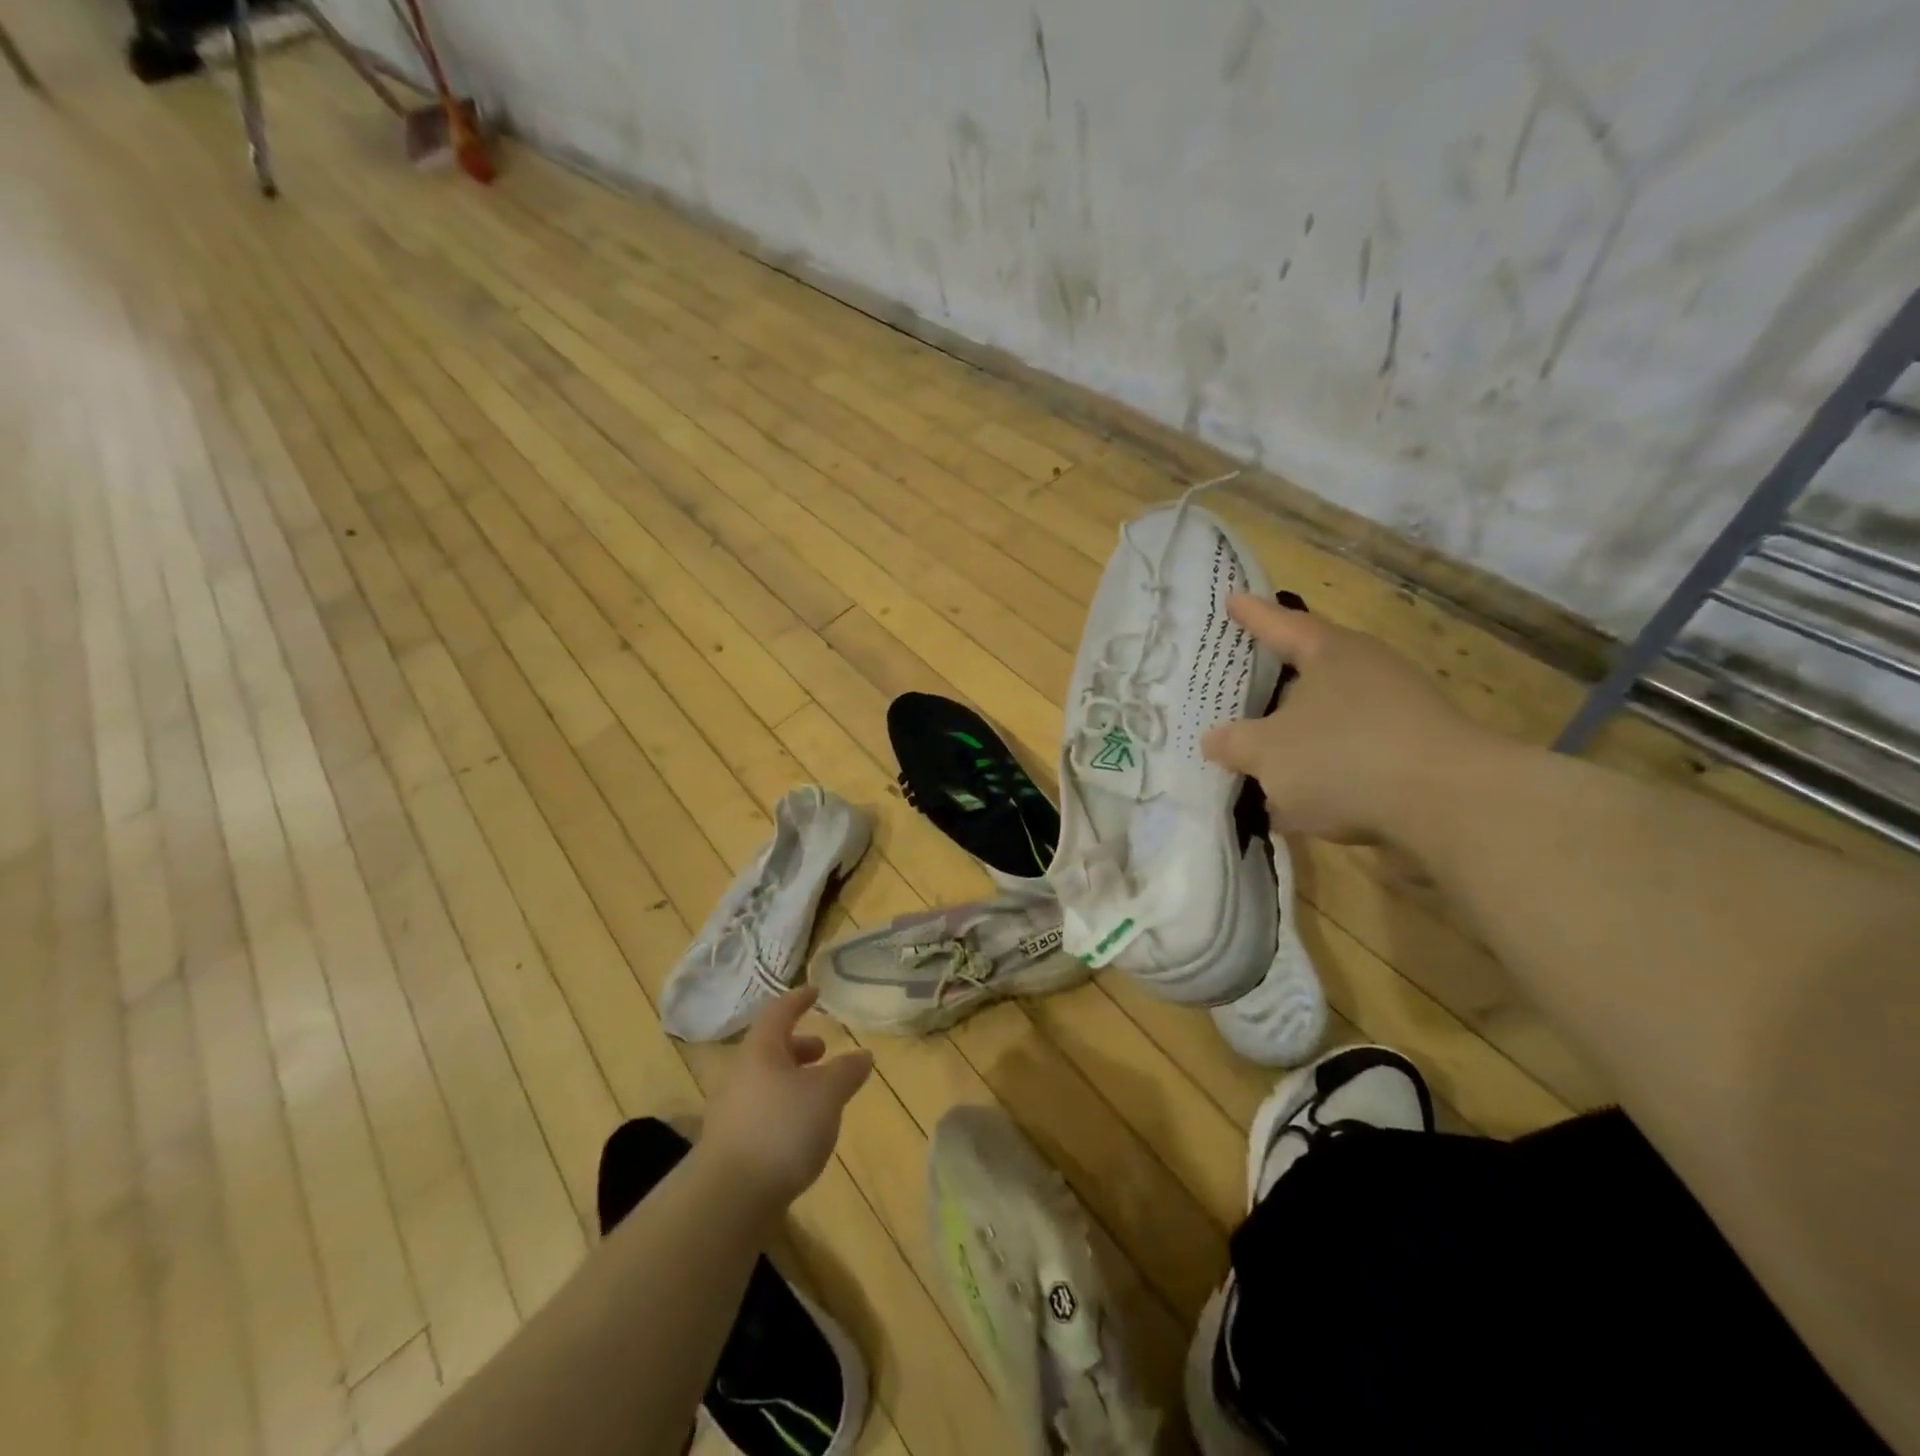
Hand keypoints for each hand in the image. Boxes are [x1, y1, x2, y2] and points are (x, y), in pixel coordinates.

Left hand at [700, 987, 873, 1206]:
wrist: (727, 1199)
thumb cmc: (781, 1129)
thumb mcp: (827, 1094)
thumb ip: (846, 1071)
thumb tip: (863, 1054)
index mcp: (761, 1050)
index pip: (779, 1011)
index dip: (798, 999)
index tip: (815, 992)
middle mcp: (740, 1073)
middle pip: (769, 1047)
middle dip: (798, 1046)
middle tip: (823, 1051)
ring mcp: (731, 1110)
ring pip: (765, 1080)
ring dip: (793, 1079)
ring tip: (819, 1095)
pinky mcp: (730, 1143)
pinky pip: (761, 1109)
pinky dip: (784, 1107)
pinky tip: (801, 1131)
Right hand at [1204, 594, 1499, 842]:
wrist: (1451, 806)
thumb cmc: (1343, 757)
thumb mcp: (1267, 752)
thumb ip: (1234, 744)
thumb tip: (1214, 740)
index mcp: (1331, 654)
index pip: (1282, 625)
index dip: (1253, 615)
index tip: (1232, 598)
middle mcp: (1368, 673)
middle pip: (1311, 670)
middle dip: (1276, 683)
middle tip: (1242, 684)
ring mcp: (1398, 714)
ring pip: (1330, 719)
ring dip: (1296, 738)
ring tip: (1260, 758)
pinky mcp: (1414, 756)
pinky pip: (1350, 758)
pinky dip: (1322, 773)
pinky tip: (1297, 804)